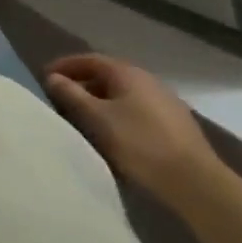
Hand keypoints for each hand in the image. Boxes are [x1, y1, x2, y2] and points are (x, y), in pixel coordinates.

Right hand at [46, 54, 226, 207]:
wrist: (196, 183)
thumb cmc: (140, 144)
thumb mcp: (98, 119)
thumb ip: (72, 95)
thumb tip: (53, 77)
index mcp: (127, 73)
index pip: (89, 59)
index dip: (65, 66)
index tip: (45, 77)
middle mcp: (147, 80)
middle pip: (107, 75)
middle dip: (82, 84)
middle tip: (62, 100)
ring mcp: (165, 101)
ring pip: (123, 94)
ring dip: (101, 101)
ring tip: (84, 119)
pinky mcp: (175, 124)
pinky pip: (137, 110)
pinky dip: (119, 114)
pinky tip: (114, 134)